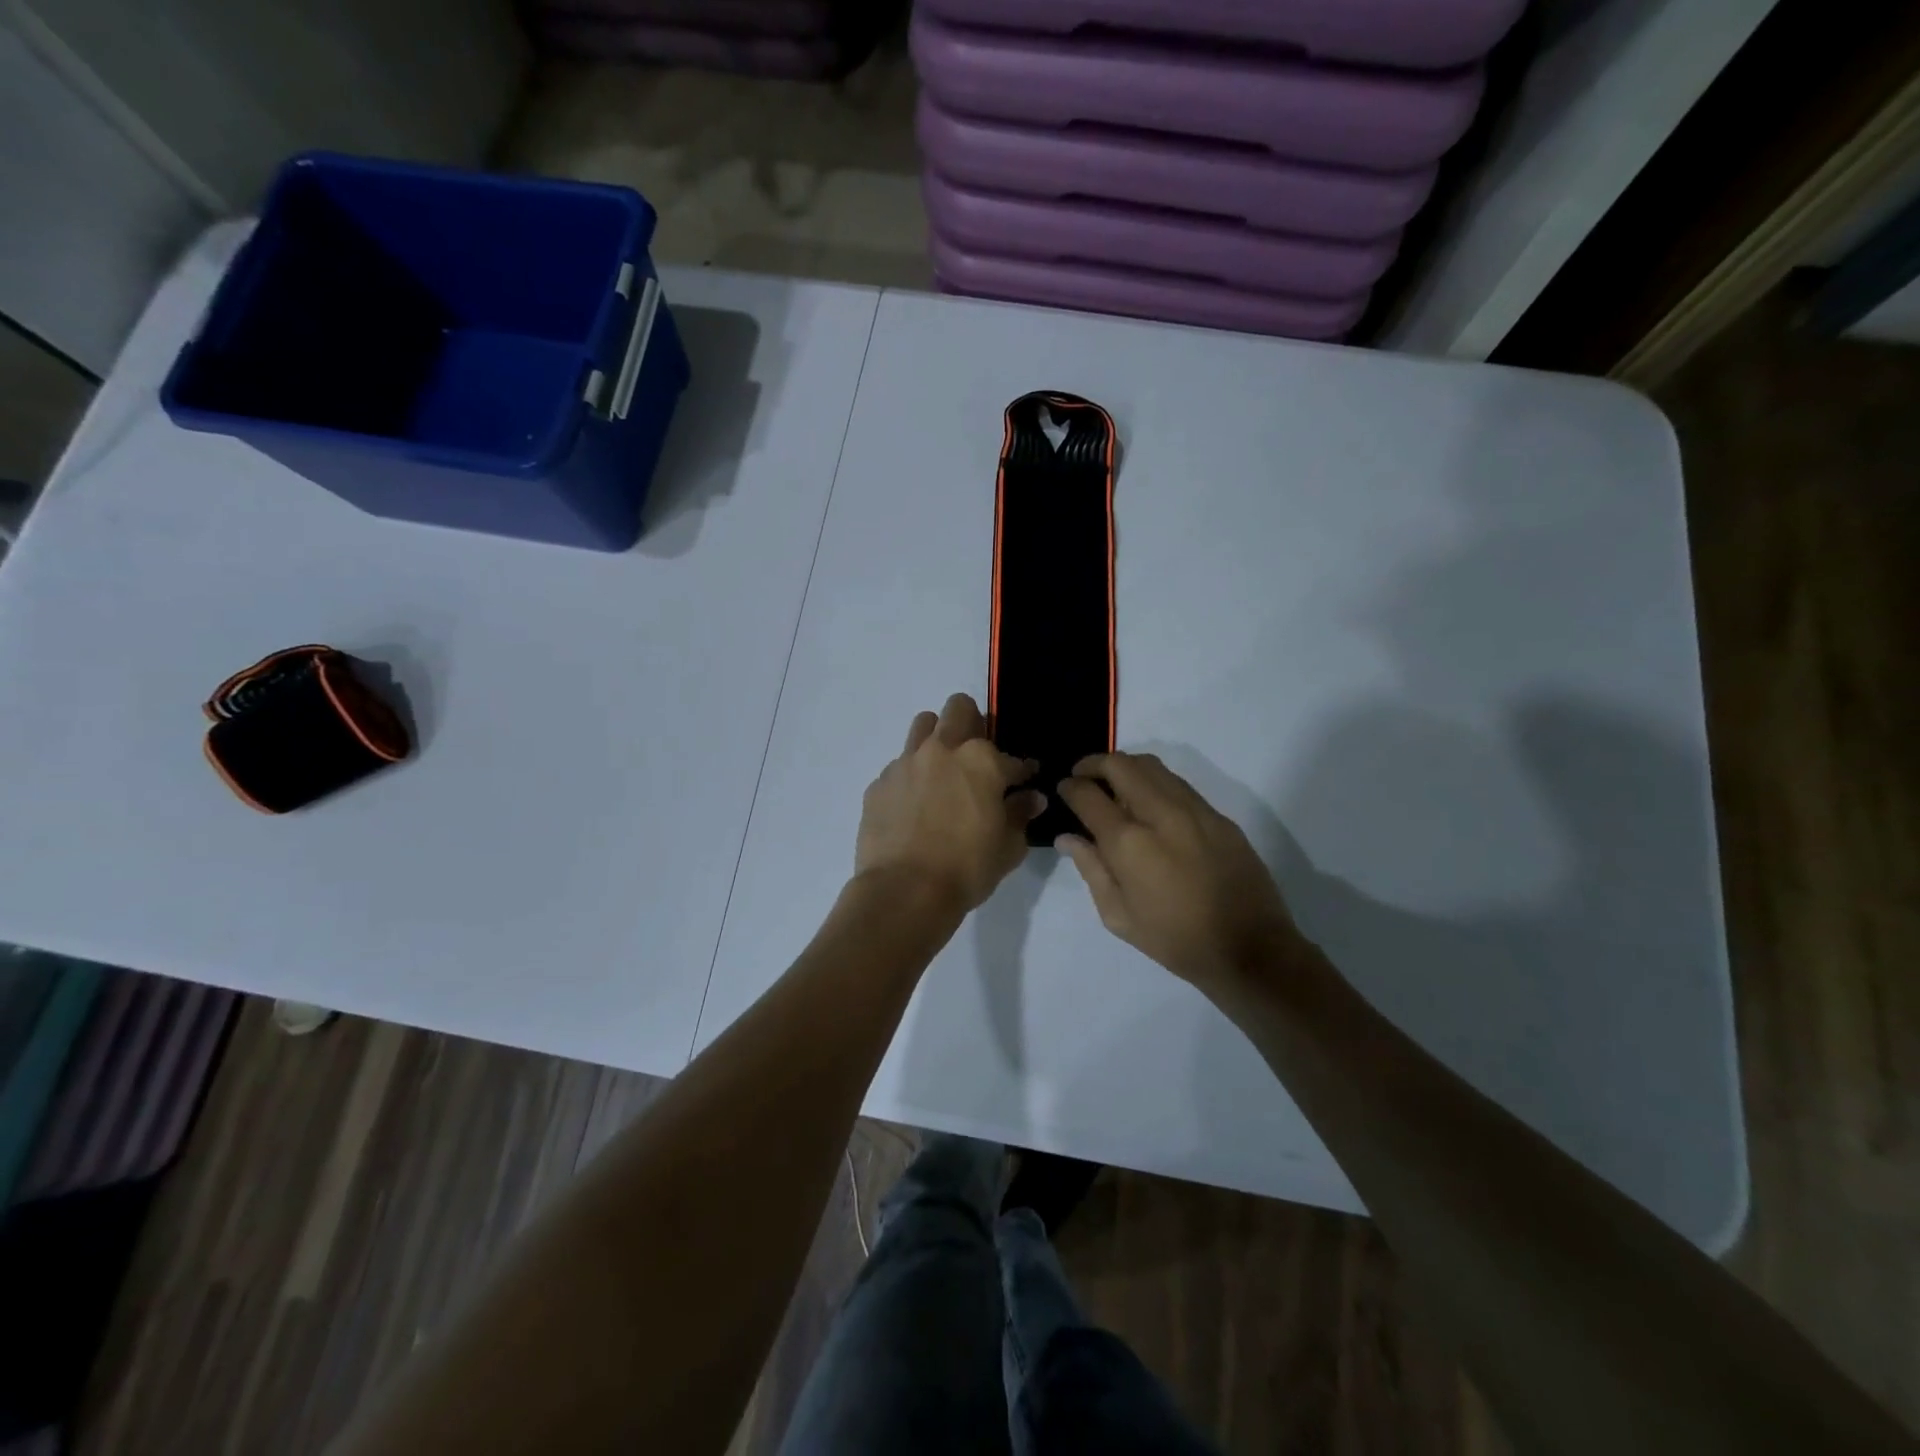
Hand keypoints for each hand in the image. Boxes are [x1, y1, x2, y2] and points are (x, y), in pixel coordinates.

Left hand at [855, 694, 1045, 915]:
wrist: (904, 891)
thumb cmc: (966, 869)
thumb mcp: (1008, 847)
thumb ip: (1020, 815)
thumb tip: (1031, 798)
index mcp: (981, 761)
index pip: (1012, 758)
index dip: (1022, 770)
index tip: (1024, 781)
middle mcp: (942, 750)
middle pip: (959, 709)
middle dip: (973, 722)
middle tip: (977, 754)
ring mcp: (905, 763)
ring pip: (923, 726)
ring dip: (937, 738)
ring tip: (942, 769)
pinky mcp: (879, 783)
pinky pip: (899, 766)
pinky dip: (912, 777)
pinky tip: (914, 806)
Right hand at [1056, 753, 1303, 998]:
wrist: (1249, 949)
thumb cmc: (1174, 940)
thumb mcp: (1118, 916)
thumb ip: (1090, 868)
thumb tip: (1067, 837)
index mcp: (1129, 843)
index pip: (1088, 794)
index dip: (1069, 787)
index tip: (1064, 789)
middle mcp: (1160, 814)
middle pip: (1120, 764)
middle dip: (1094, 764)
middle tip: (1083, 777)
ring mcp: (1194, 810)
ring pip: (1152, 765)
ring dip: (1126, 768)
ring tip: (1115, 785)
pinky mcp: (1218, 816)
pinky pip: (1178, 784)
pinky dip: (1155, 782)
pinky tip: (1150, 804)